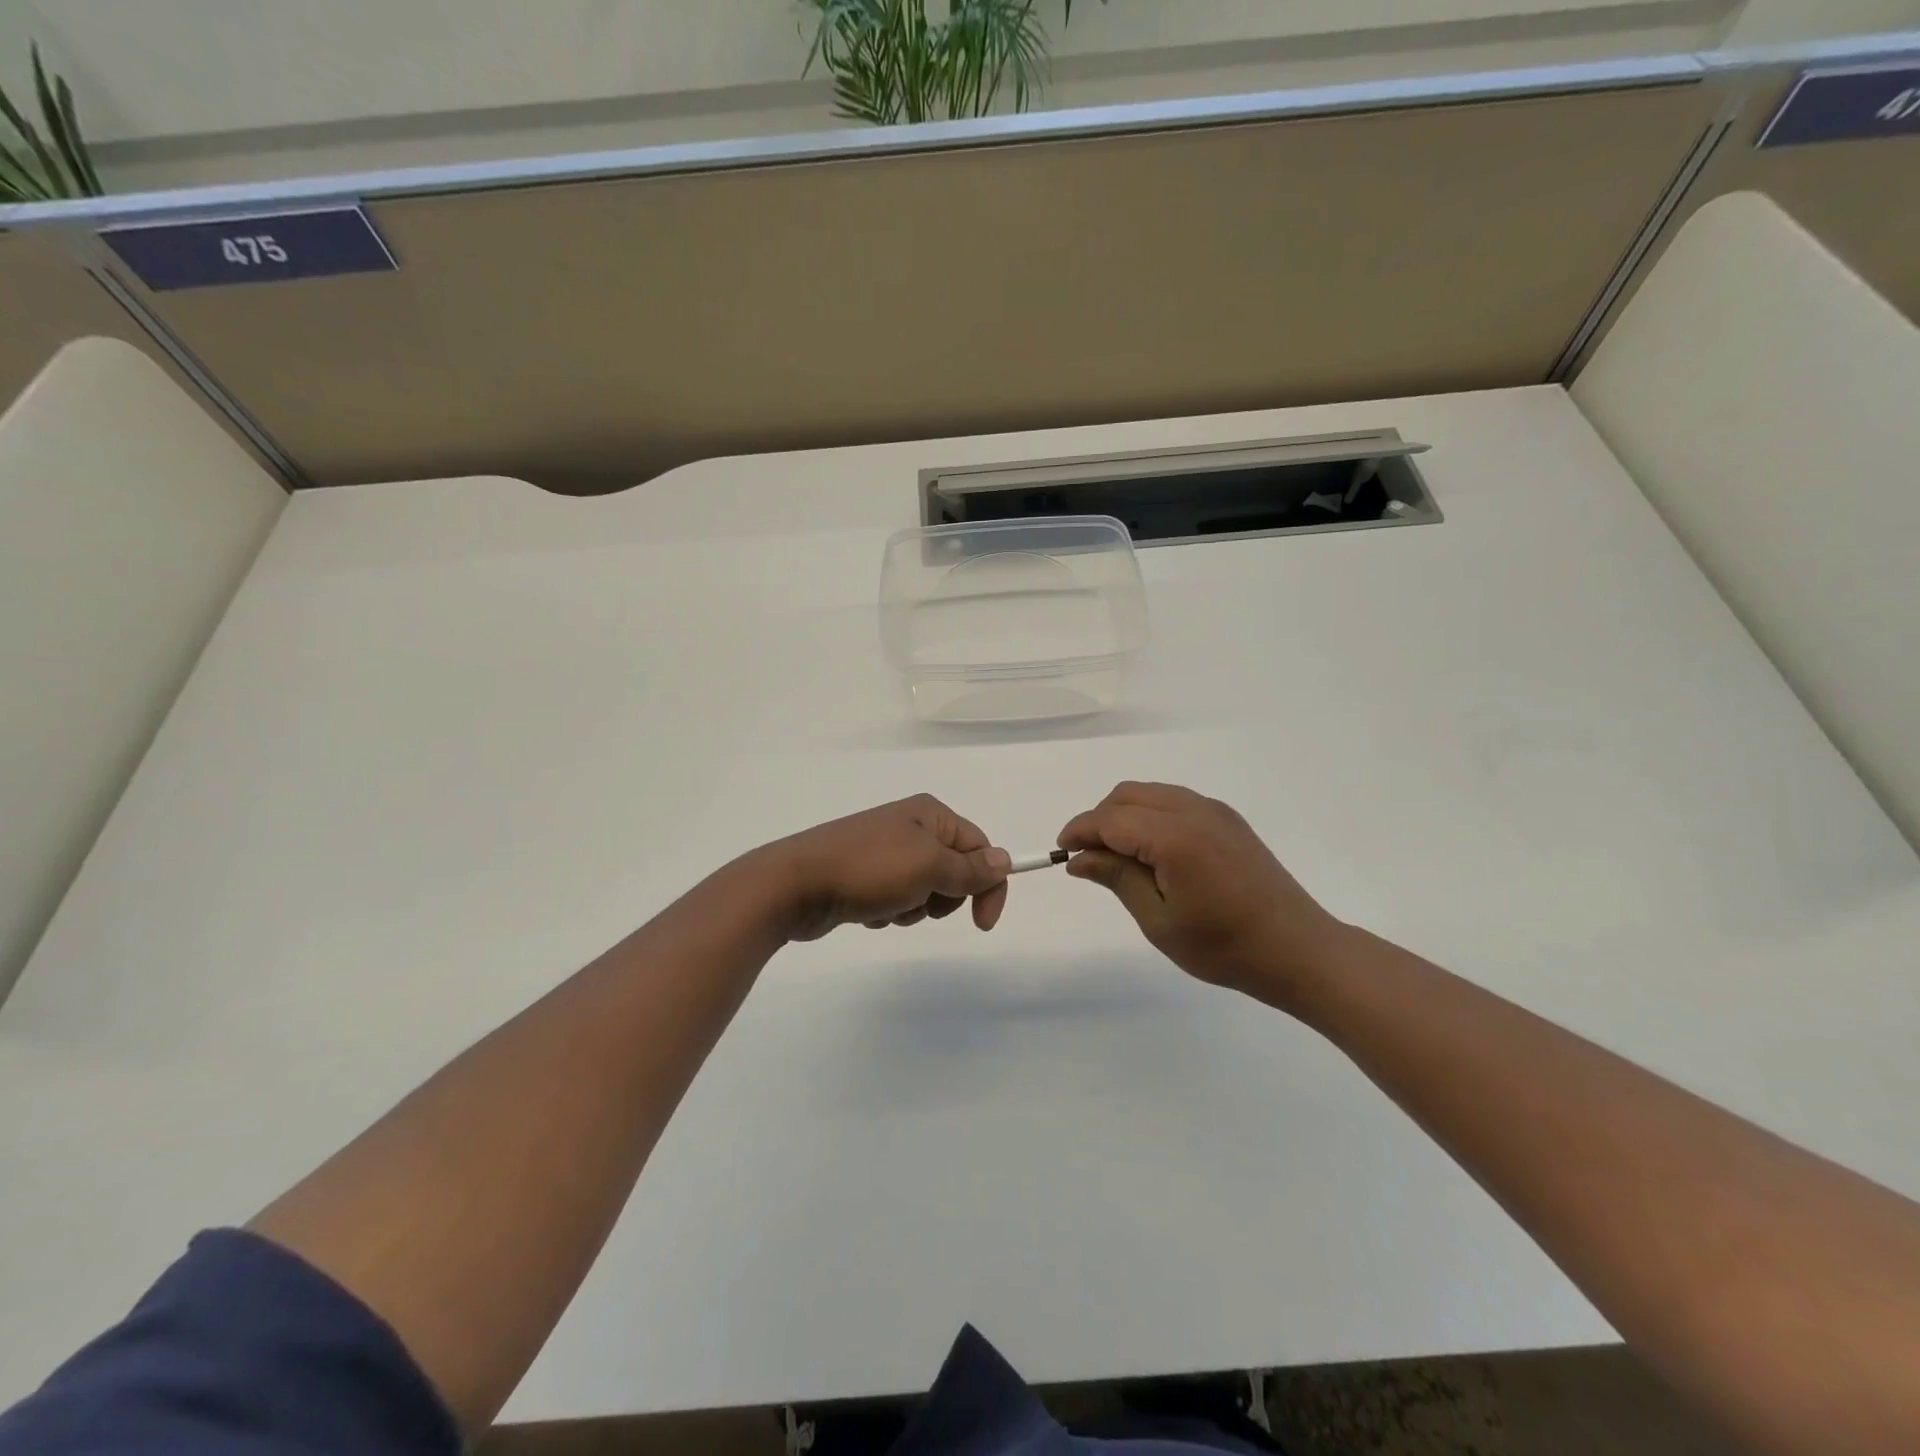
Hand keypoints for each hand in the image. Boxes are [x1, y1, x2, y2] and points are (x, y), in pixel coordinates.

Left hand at [766, 795, 1011, 941]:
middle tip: (919, 902)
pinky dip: (890, 911)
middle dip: (943, 897)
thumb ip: (970, 869)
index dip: (988, 884)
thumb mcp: (929, 867)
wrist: (796, 885)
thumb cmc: (869, 869)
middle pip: (954, 870)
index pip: (979, 847)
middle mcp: (910, 827)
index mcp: (930, 814)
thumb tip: (1004, 860)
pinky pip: (897, 899)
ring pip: (926, 890)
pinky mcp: (865, 876)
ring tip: (887, 906)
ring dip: (913, 908)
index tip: (983, 924)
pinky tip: (868, 911)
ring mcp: (885, 851)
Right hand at [1058, 781, 1343, 1005]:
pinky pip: (1175, 802)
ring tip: (1118, 857)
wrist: (1298, 950)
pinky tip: (1152, 852)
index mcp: (1175, 837)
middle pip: (1127, 796)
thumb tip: (1078, 858)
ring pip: (1151, 794)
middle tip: (1089, 858)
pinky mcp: (1228, 819)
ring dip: (1124, 815)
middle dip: (1099, 820)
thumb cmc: (1224, 946)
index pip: (1110, 820)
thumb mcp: (1159, 921)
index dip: (1080, 831)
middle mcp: (1194, 811)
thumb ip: (1117, 879)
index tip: (1061, 852)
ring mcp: (1215, 811)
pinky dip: (1150, 816)